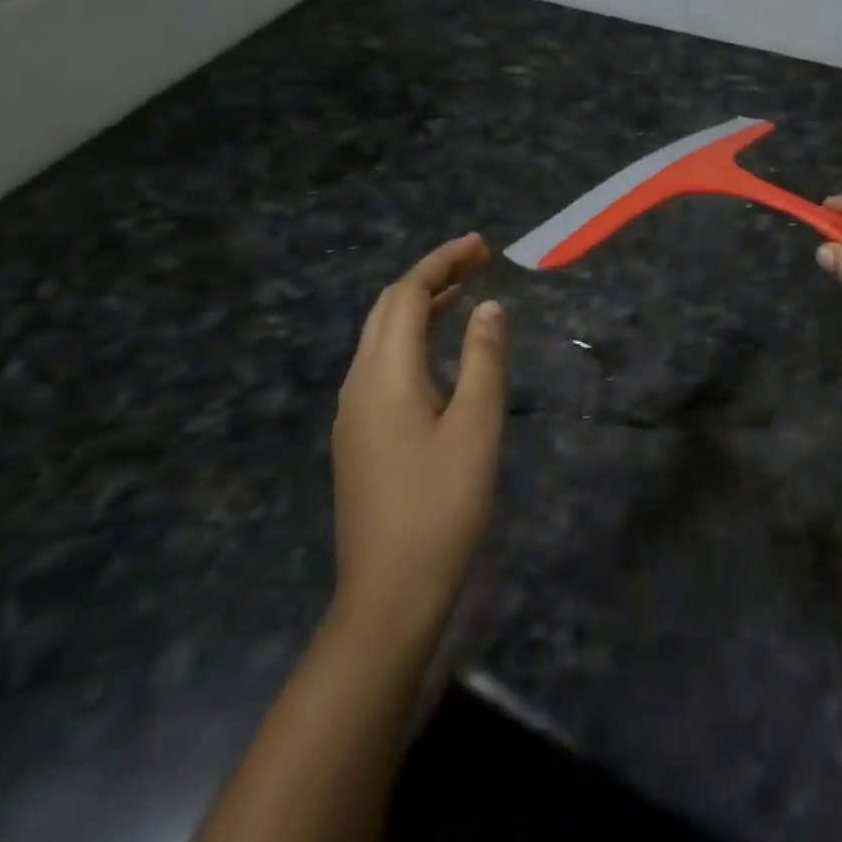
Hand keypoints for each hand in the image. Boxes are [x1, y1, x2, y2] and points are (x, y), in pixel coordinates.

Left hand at [332, 233, 506, 628]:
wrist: (388, 595)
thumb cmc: (441, 506)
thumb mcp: (476, 427)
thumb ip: (484, 358)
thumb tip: (489, 307)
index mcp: (385, 375)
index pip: (408, 295)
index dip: (442, 263)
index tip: (481, 245)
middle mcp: (358, 383)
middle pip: (387, 308)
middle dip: (430, 277)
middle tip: (476, 261)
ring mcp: (352, 412)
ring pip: (380, 336)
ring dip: (419, 305)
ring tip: (463, 292)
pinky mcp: (357, 436)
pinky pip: (380, 363)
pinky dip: (410, 337)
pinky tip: (437, 350)